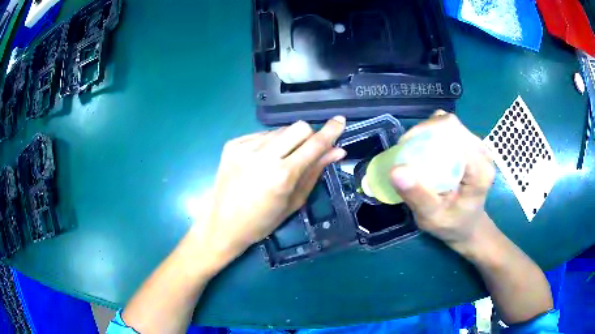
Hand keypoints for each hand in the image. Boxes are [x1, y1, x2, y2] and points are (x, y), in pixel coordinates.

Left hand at [192, 117, 345, 266]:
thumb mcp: (294, 201)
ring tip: (278, 161)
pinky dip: (268, 144)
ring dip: (287, 141)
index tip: (340, 120)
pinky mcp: (232, 144)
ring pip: (279, 130)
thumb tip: (337, 151)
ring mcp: (244, 147)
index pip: (314, 144)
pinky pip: (261, 135)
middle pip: (298, 127)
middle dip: (308, 136)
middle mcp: (263, 156)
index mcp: (282, 175)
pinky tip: (260, 161)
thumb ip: (315, 172)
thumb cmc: (262, 222)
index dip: (330, 131)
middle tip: (304, 153)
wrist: (223, 224)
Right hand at [390, 112, 495, 251]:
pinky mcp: (473, 147)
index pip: (454, 133)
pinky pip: (451, 130)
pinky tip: (428, 150)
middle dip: (425, 132)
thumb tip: (395, 170)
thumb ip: (417, 196)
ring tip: (416, 152)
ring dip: (429, 133)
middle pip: (452, 126)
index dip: (426, 131)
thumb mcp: (431, 218)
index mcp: (480, 171)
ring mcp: (480, 148)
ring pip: (450, 125)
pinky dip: (435, 135)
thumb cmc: (451, 225)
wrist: (468, 226)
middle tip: (407, 152)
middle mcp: (483, 154)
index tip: (405, 148)